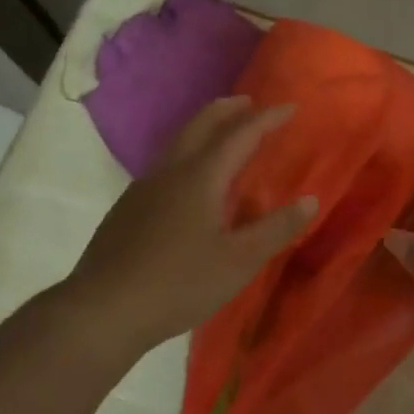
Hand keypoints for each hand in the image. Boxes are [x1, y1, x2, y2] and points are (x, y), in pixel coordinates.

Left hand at [68, 96, 315, 355]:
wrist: (102, 310)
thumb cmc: (179, 284)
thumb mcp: (239, 261)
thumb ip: (276, 229)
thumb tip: (310, 200)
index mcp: (201, 176)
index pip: (241, 134)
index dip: (267, 119)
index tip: (290, 108)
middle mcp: (170, 171)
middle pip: (201, 124)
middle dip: (228, 109)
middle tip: (250, 103)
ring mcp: (143, 187)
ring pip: (178, 141)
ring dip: (204, 128)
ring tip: (223, 134)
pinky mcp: (128, 207)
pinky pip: (165, 163)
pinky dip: (188, 152)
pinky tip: (189, 180)